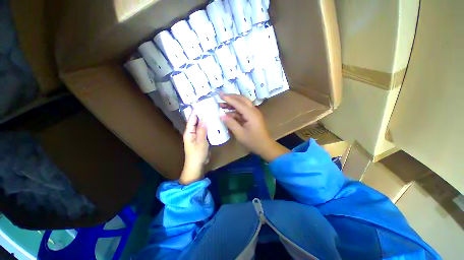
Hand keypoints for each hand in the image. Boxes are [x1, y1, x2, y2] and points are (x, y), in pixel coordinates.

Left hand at [180, 113, 208, 184]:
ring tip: (212, 113)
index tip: (201, 104)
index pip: (192, 119)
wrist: (197, 165)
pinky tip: (213, 123)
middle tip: (209, 107)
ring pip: (200, 125)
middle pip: (196, 121)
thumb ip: (202, 130)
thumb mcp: (201, 142)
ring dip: (205, 120)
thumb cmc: (197, 154)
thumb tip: (204, 119)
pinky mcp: (201, 138)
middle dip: (201, 114)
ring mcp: (196, 135)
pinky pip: (204, 130)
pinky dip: (208, 126)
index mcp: (189, 132)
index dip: (196, 111)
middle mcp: (192, 132)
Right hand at [219, 93, 289, 161]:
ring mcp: (254, 113)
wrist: (265, 146)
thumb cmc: (253, 141)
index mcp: (251, 114)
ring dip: (233, 103)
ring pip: (243, 104)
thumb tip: (222, 116)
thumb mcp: (240, 134)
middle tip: (221, 96)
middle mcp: (253, 111)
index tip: (219, 94)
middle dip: (231, 97)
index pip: (238, 103)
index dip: (228, 98)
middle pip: (242, 99)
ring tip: (222, 105)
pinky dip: (236, 110)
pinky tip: (229, 113)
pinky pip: (243, 110)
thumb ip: (231, 123)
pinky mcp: (252, 117)